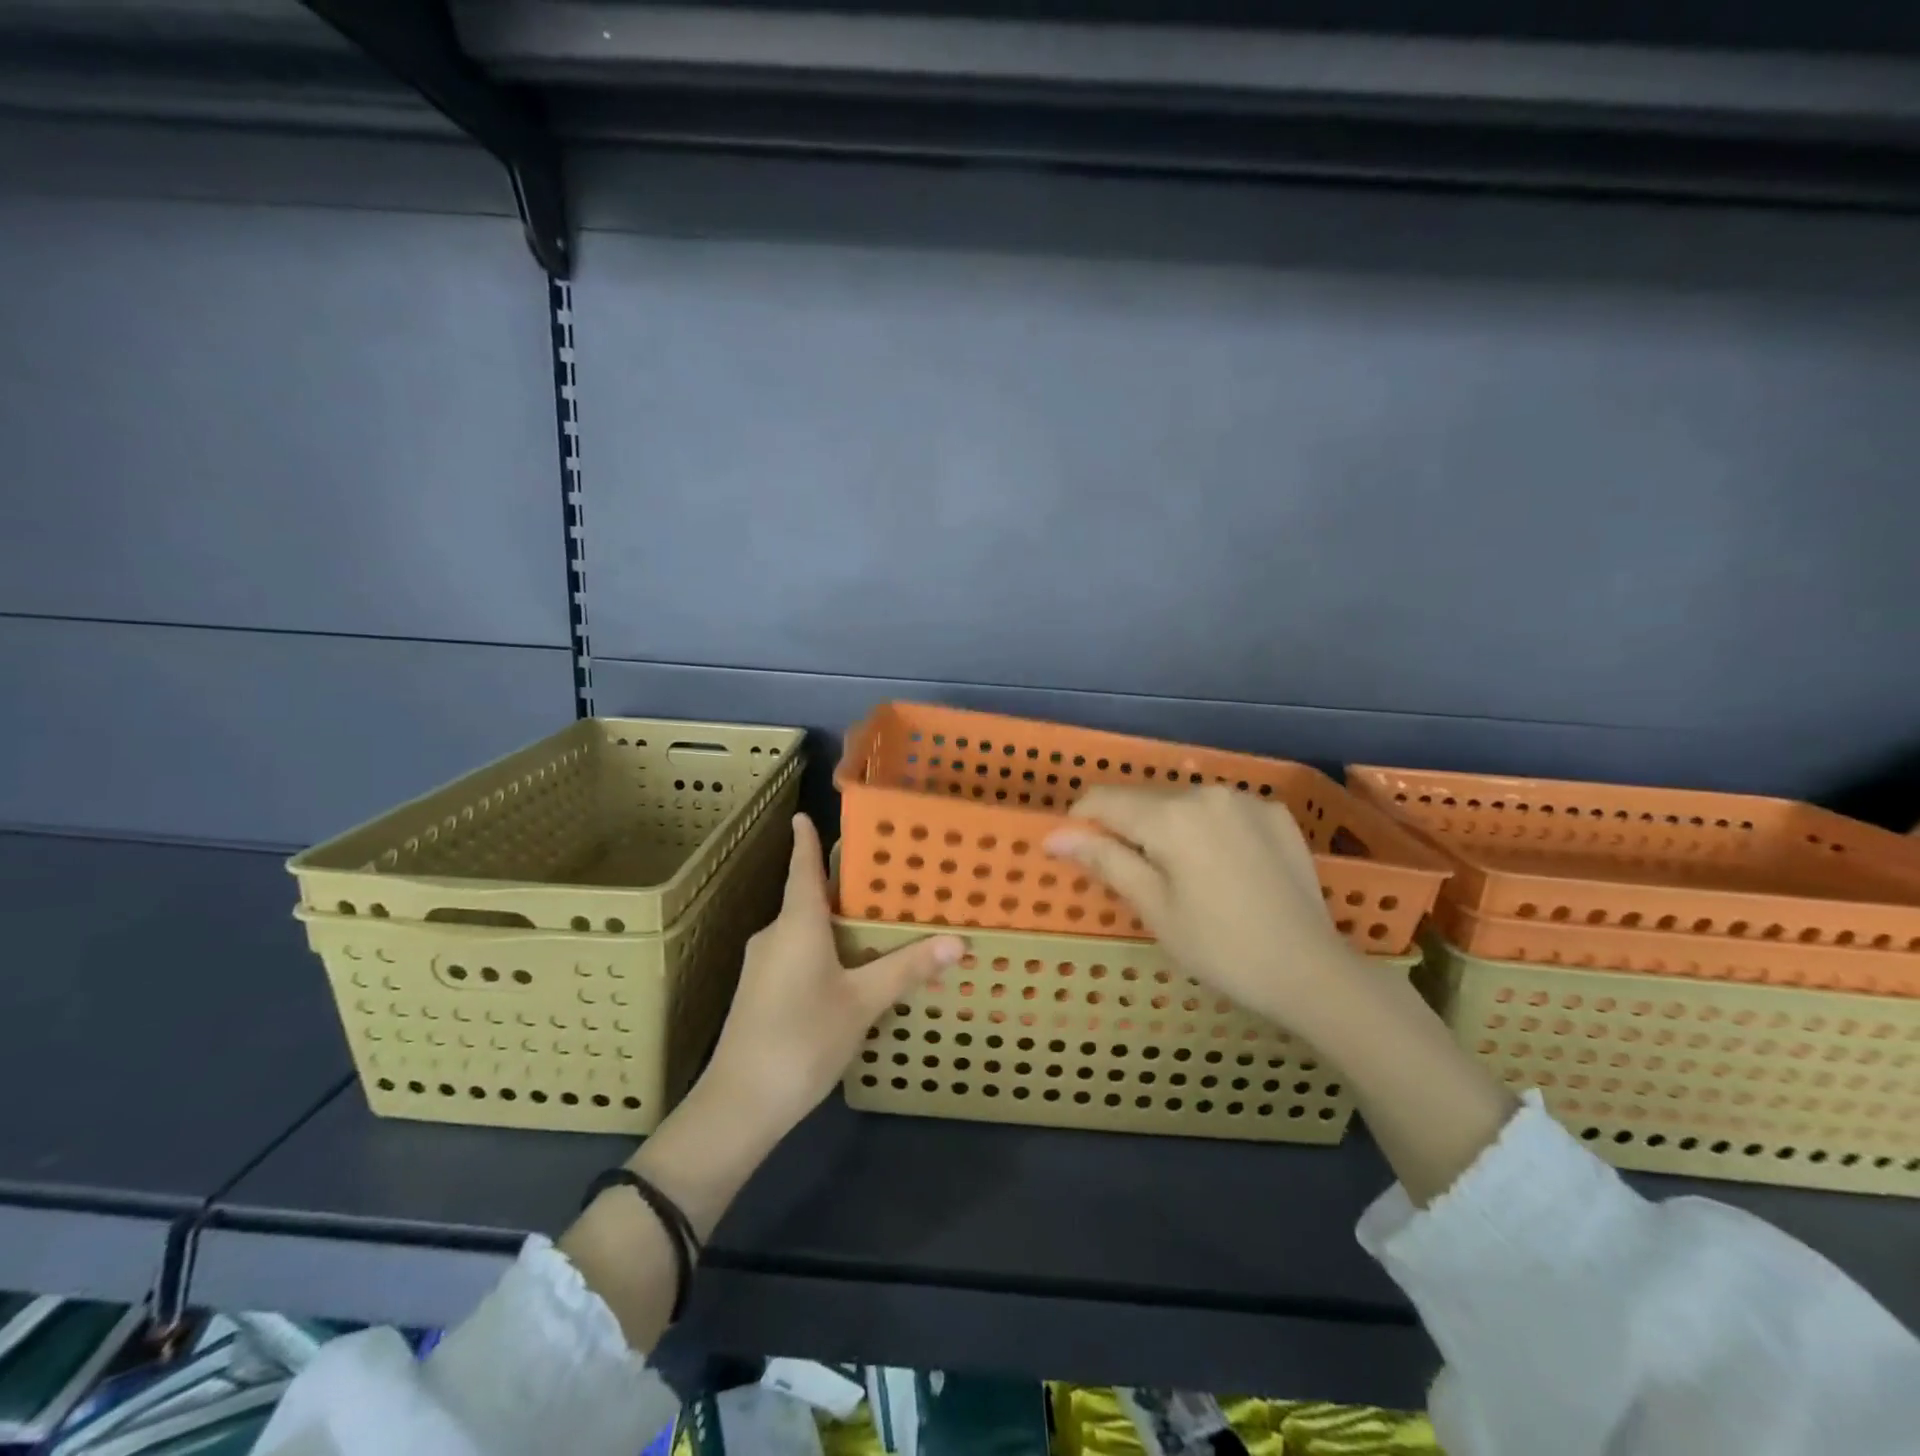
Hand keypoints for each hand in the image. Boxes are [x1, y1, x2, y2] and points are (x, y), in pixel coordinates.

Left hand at [700, 814, 963, 1138]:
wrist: (738, 1105)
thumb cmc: (802, 1039)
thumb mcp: (861, 1003)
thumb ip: (905, 969)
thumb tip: (956, 941)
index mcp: (796, 924)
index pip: (801, 868)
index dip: (804, 840)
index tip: (804, 815)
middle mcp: (775, 935)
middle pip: (806, 898)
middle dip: (838, 887)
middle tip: (880, 877)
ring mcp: (763, 965)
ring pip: (803, 930)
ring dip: (833, 922)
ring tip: (875, 921)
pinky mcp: (760, 992)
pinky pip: (797, 953)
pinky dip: (823, 949)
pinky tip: (848, 967)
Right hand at [1044, 786, 1359, 1034]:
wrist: (1311, 971)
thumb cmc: (1220, 948)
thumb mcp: (1154, 908)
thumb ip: (1105, 860)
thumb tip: (1055, 835)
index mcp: (1171, 816)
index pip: (1104, 799)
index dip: (1081, 821)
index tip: (1077, 852)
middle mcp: (1206, 792)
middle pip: (1144, 799)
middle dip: (1125, 827)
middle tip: (1130, 875)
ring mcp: (1246, 799)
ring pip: (1182, 801)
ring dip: (1165, 826)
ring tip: (1177, 874)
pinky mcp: (1275, 813)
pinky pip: (1221, 809)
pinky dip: (1205, 828)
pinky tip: (1219, 866)